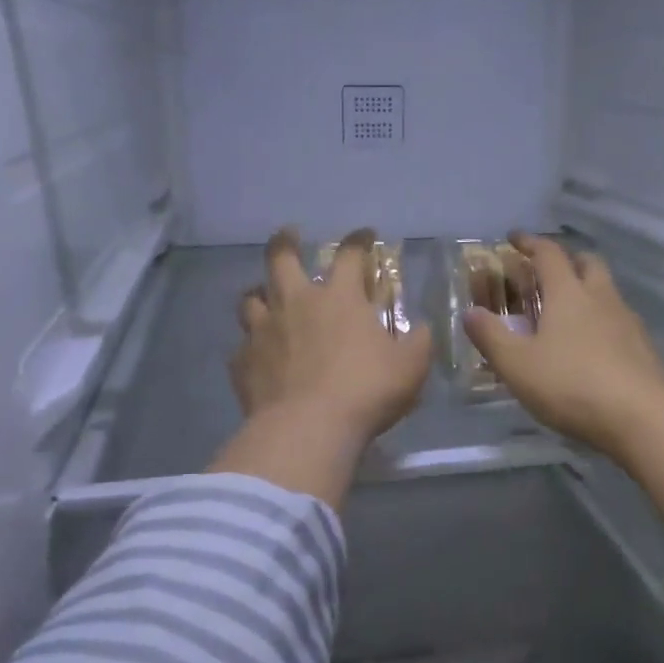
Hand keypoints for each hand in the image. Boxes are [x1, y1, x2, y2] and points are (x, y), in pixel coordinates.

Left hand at [210, 228, 432, 507]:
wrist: (307, 428)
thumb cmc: (366, 390)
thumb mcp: (410, 367)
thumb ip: (418, 342)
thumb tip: (420, 329)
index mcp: (339, 298)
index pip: (349, 255)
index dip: (358, 241)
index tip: (364, 234)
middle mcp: (296, 303)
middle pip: (281, 259)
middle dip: (284, 242)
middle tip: (288, 235)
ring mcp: (263, 331)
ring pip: (251, 299)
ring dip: (259, 294)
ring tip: (263, 296)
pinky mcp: (242, 363)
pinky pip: (242, 346)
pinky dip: (250, 346)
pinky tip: (257, 356)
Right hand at [463, 233, 663, 460]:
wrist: (642, 419)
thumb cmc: (572, 385)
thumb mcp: (518, 365)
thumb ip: (491, 336)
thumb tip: (470, 312)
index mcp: (568, 293)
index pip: (549, 254)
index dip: (530, 242)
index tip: (514, 238)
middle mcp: (601, 298)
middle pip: (587, 263)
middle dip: (567, 260)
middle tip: (546, 272)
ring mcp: (627, 322)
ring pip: (606, 291)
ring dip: (587, 290)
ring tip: (566, 312)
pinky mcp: (643, 348)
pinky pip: (618, 320)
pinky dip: (601, 320)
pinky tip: (590, 345)